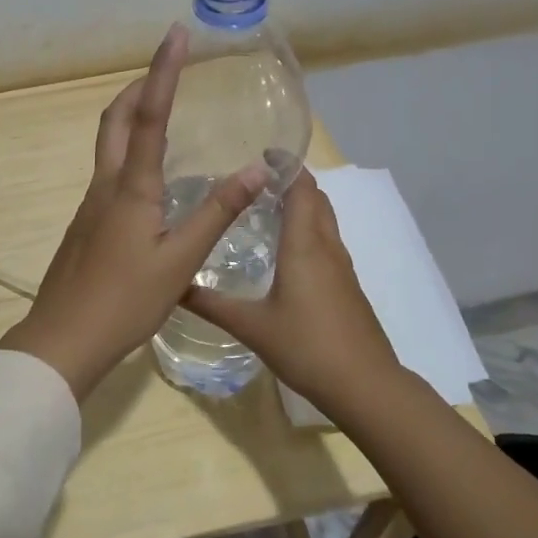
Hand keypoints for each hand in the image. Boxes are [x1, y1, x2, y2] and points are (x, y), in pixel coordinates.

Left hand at [0, 25, 268, 399]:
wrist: (63, 338)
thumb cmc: (124, 301)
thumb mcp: (180, 261)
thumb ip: (217, 213)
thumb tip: (258, 168)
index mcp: (130, 188)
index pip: (148, 115)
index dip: (163, 72)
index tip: (174, 34)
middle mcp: (105, 186)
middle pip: (114, 119)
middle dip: (138, 86)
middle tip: (167, 70)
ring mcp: (90, 205)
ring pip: (107, 145)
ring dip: (130, 117)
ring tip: (162, 112)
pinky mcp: (86, 225)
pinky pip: (108, 173)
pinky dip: (128, 153)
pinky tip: (151, 181)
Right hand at [184, 167, 399, 411]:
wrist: (364, 384)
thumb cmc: (307, 346)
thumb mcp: (251, 326)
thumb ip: (212, 304)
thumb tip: (174, 287)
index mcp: (305, 245)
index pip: (301, 188)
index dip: (285, 165)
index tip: (262, 153)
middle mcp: (327, 247)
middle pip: (316, 198)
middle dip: (292, 181)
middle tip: (256, 180)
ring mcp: (342, 267)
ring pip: (325, 220)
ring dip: (303, 204)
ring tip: (267, 206)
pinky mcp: (347, 285)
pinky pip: (328, 241)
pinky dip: (309, 229)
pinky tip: (287, 250)